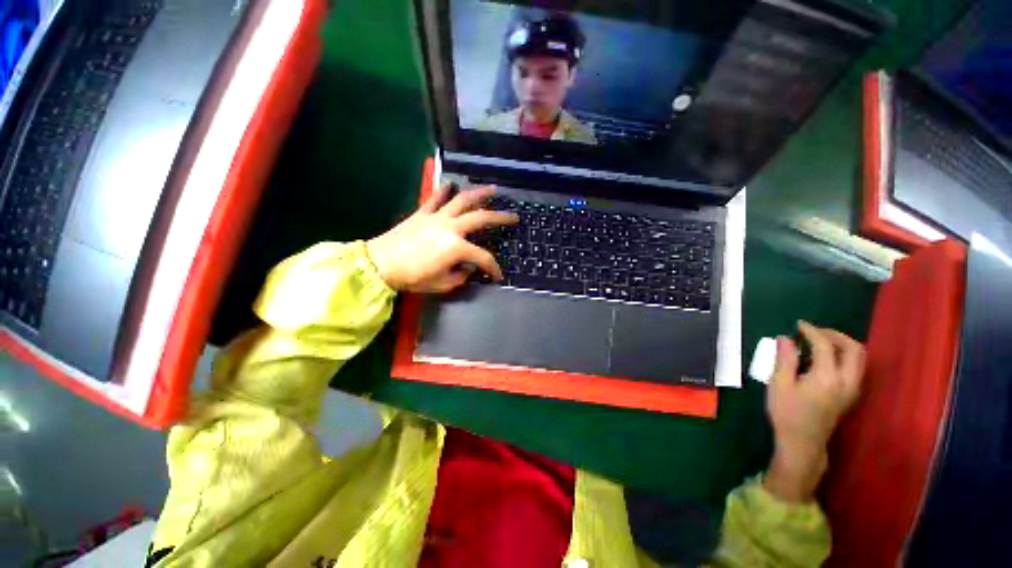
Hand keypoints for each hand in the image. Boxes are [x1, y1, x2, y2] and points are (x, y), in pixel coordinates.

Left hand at [366, 183, 517, 292]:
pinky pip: (436, 198)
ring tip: (493, 190)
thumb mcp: (442, 284)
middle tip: (513, 216)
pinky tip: (451, 184)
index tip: (498, 276)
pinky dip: (444, 190)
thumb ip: (461, 276)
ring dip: (479, 194)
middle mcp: (451, 227)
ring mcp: (437, 217)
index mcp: (457, 248)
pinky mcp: (423, 213)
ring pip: (462, 200)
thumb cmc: (413, 277)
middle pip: (481, 218)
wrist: (380, 264)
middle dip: (500, 217)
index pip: (483, 258)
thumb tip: (468, 268)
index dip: (494, 268)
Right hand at [763, 321, 865, 501]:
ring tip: (820, 342)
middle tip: (814, 332)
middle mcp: (847, 381)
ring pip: (859, 358)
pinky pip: (856, 367)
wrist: (802, 442)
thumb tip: (785, 338)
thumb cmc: (787, 413)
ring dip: (843, 344)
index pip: (825, 346)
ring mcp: (852, 389)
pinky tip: (826, 359)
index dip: (812, 331)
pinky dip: (844, 356)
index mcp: (827, 378)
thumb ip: (784, 360)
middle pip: (854, 349)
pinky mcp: (851, 395)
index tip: (798, 325)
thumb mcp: (779, 385)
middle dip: (835, 335)